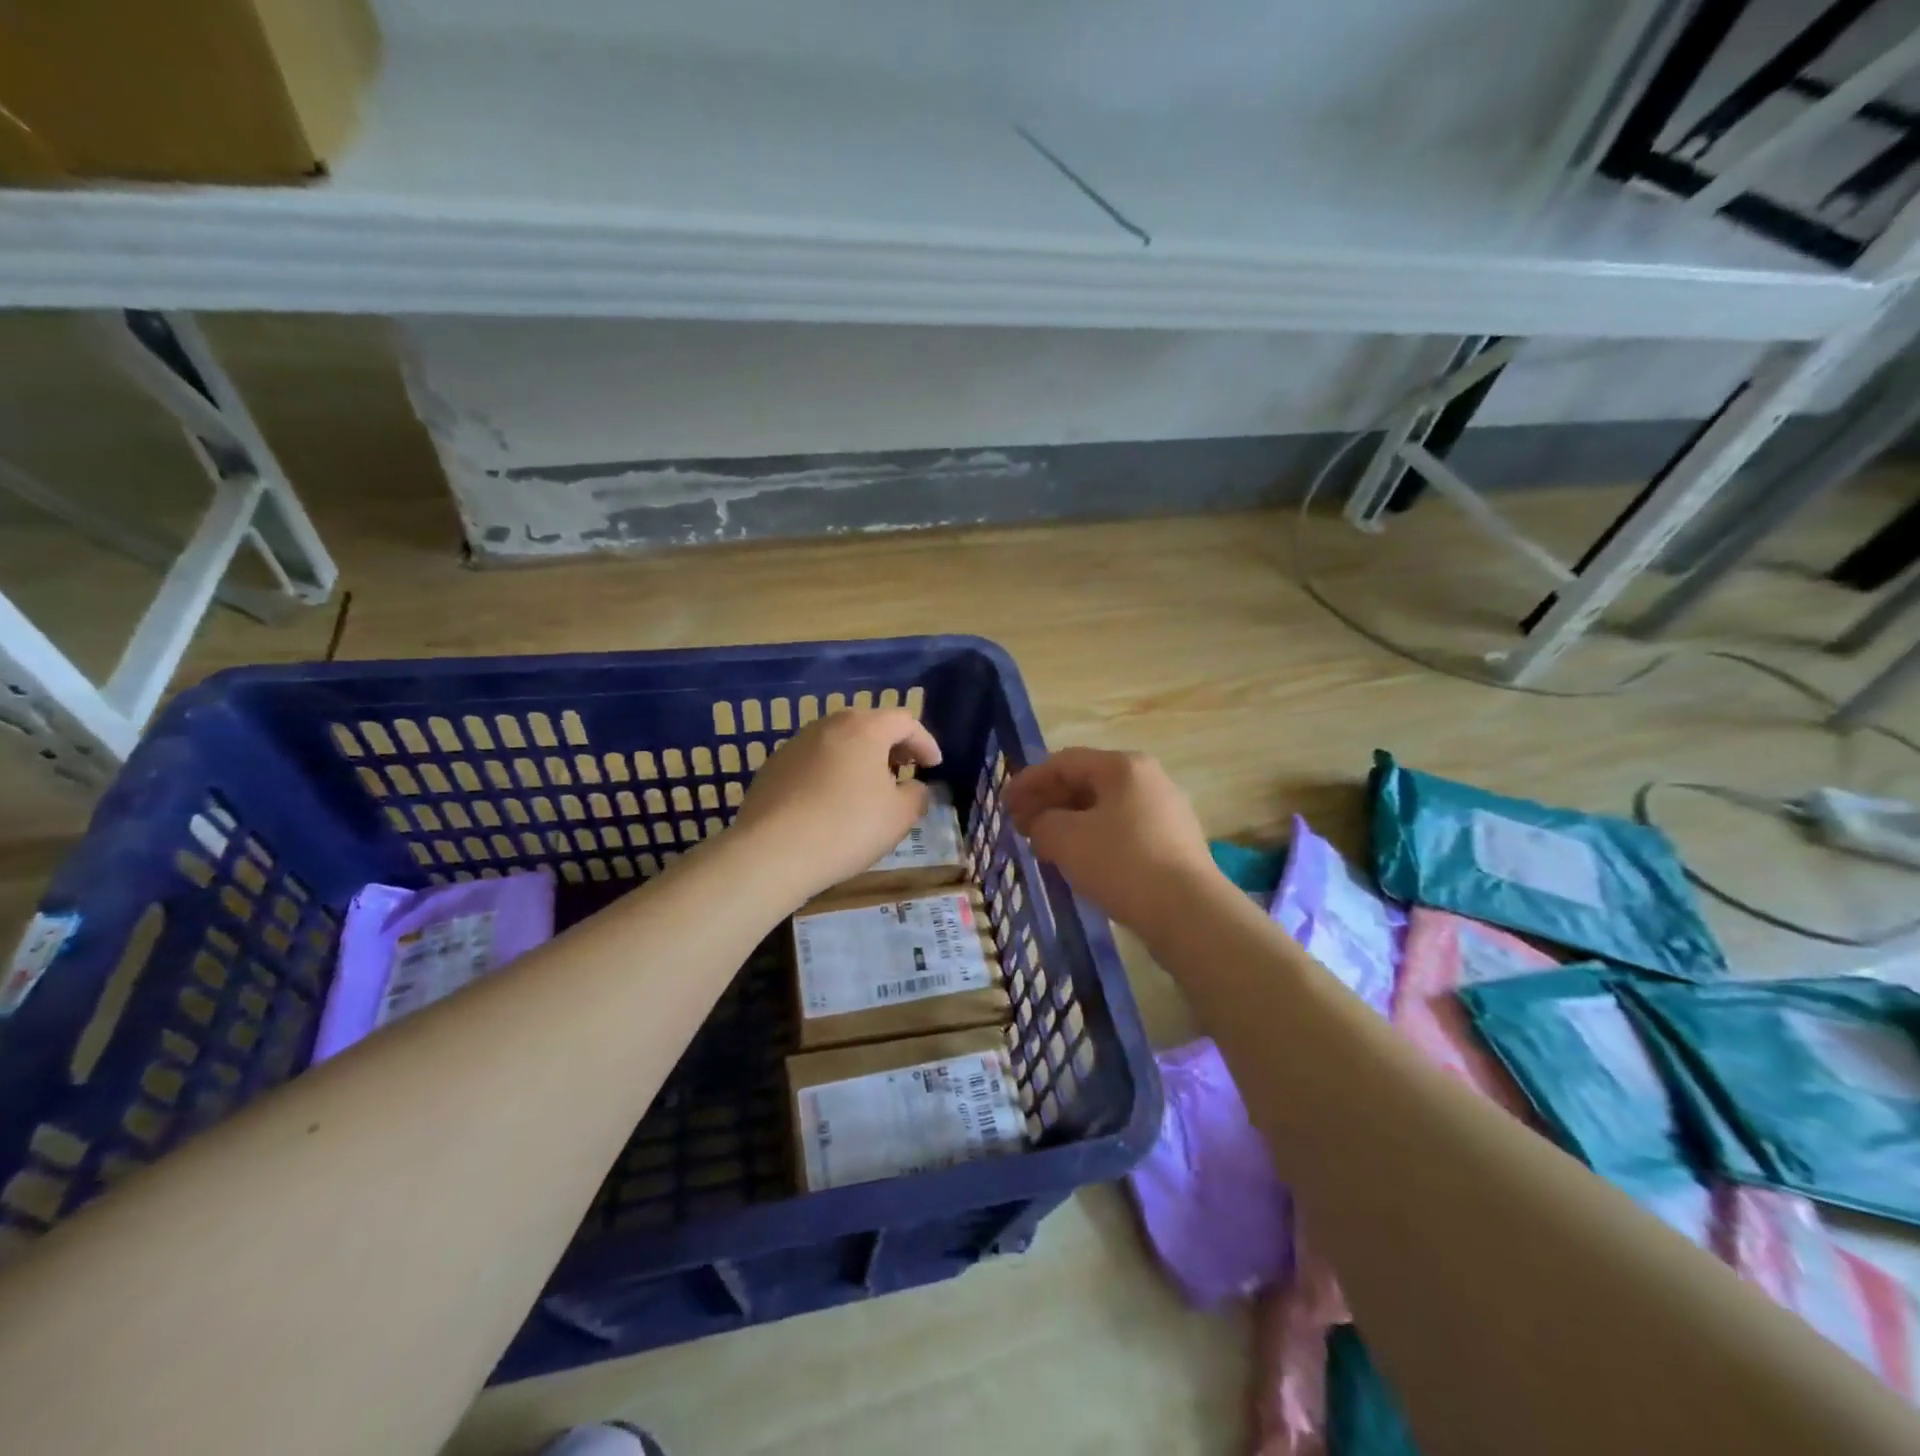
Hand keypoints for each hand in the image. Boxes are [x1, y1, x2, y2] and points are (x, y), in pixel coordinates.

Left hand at [732, 708, 942, 897]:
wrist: (771, 852)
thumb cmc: (847, 827)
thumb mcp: (899, 817)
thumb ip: (916, 795)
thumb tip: (913, 787)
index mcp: (864, 728)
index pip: (905, 721)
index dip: (925, 742)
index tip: (934, 765)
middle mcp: (828, 725)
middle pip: (869, 725)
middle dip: (891, 746)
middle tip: (905, 770)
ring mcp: (795, 744)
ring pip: (838, 741)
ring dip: (860, 758)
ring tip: (869, 788)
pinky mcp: (773, 767)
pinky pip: (813, 761)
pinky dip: (831, 772)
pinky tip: (831, 802)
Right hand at [1004, 748, 1216, 931]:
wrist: (1188, 912)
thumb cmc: (1121, 863)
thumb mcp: (1065, 838)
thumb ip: (1042, 823)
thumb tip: (1043, 826)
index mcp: (1123, 766)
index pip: (1064, 761)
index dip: (1029, 780)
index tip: (1004, 803)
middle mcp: (1148, 779)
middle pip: (1086, 782)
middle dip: (1048, 802)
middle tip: (1021, 825)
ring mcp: (1165, 811)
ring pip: (1104, 808)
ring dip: (1069, 822)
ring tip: (1044, 846)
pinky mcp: (1173, 842)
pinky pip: (1122, 830)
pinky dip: (1093, 839)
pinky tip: (1078, 862)